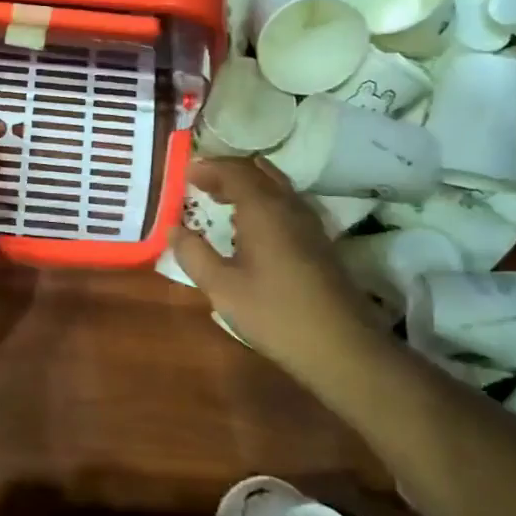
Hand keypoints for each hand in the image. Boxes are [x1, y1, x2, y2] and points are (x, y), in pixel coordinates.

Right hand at [170, 158, 382, 374]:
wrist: (341, 347)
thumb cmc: (274, 314)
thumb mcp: (222, 287)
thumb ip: (194, 254)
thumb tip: (174, 230)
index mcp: (263, 209)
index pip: (234, 172)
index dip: (208, 168)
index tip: (185, 173)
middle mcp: (289, 206)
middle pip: (258, 172)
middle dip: (228, 172)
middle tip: (201, 182)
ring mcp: (310, 224)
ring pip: (277, 187)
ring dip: (248, 185)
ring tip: (222, 199)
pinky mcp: (320, 243)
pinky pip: (287, 205)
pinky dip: (264, 201)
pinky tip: (253, 228)